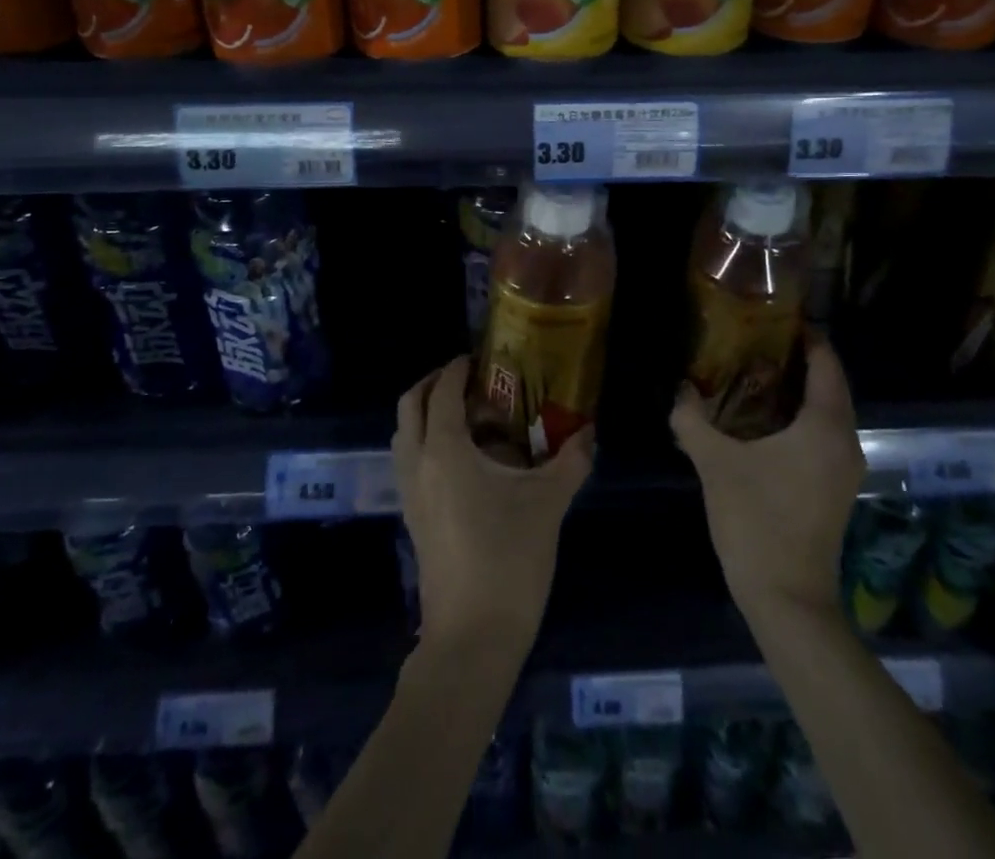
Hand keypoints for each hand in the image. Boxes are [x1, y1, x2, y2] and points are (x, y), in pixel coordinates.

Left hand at [394, 356, 592, 654]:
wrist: (473, 637)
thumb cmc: (509, 559)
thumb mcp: (548, 503)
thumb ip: (570, 461)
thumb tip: (589, 432)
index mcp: (445, 450)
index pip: (442, 392)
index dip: (457, 369)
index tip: (479, 358)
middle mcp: (418, 464)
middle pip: (409, 406)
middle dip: (433, 384)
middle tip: (469, 381)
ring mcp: (410, 493)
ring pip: (405, 435)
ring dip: (427, 414)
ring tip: (470, 418)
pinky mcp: (413, 518)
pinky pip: (410, 461)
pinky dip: (428, 443)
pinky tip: (467, 459)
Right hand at [670, 332, 862, 625]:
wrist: (787, 600)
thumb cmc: (756, 521)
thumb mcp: (716, 464)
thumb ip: (692, 421)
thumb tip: (678, 390)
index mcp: (824, 426)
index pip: (826, 363)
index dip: (806, 336)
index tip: (775, 318)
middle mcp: (845, 442)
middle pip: (830, 385)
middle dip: (797, 360)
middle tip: (755, 342)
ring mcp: (844, 468)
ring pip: (827, 412)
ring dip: (798, 391)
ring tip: (753, 375)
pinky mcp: (835, 489)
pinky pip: (822, 435)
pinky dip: (799, 418)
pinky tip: (762, 421)